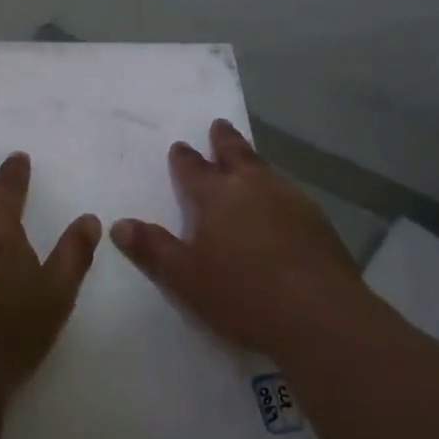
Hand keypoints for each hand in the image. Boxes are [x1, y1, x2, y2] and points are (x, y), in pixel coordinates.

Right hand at [111, 120, 371, 358]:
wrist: (319, 314)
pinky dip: (277, 189)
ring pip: (266, 170)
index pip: (193, 169)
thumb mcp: (184, 278)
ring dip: (253, 162)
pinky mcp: (317, 220)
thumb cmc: (242, 294)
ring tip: (248, 160)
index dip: (184, 158)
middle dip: (224, 140)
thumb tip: (118, 224)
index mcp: (217, 196)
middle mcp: (253, 186)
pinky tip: (281, 203)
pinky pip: (289, 193)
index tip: (179, 146)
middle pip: (236, 154)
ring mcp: (290, 199)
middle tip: (218, 125)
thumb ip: (152, 248)